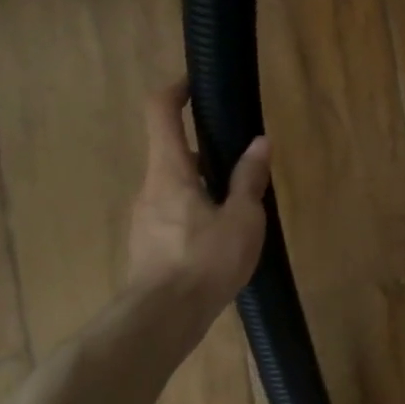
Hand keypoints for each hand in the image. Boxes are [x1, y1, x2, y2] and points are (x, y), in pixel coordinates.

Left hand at [126, 80, 272, 304]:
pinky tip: (223, 238)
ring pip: (176, 185)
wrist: (162, 320)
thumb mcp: (241, 218)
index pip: (160, 113)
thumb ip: (249, 178)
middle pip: (174, 151)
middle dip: (208, 150)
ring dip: (205, 184)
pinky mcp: (148, 243)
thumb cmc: (204, 260)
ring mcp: (145, 217)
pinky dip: (197, 210)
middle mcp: (151, 188)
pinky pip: (174, 211)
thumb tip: (259, 142)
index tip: (196, 83)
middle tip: (244, 163)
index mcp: (170, 171)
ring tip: (241, 207)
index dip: (176, 90)